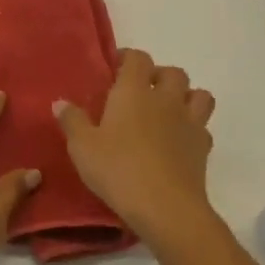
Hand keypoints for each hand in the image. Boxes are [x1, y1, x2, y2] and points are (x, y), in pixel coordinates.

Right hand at [55, 49, 216, 242]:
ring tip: (167, 110)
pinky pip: (203, 126)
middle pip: (173, 72)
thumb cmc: (117, 169)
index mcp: (134, 92)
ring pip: (198, 94)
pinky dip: (193, 127)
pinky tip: (178, 141)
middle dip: (158, 75)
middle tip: (142, 90)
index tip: (114, 67)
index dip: (127, 57)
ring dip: (185, 96)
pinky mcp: (203, 148)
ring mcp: (190, 122)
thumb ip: (72, 121)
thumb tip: (61, 102)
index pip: (137, 58)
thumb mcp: (82, 147)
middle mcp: (165, 99)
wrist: (165, 207)